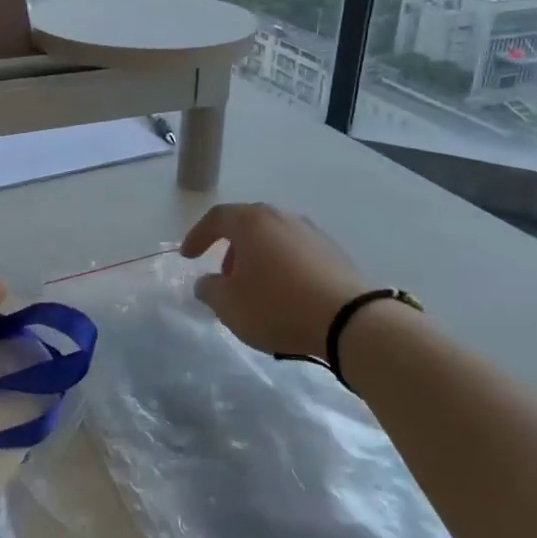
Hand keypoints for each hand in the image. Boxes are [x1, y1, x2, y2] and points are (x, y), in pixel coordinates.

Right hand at [180, 203, 370, 357]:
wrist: (349, 319)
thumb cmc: (277, 306)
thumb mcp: (229, 305)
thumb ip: (209, 290)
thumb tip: (206, 282)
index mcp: (252, 222)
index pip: (216, 218)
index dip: (197, 236)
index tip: (188, 256)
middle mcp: (281, 217)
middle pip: (247, 225)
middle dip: (230, 250)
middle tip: (224, 278)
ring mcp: (311, 232)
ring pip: (273, 239)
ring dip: (257, 259)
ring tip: (255, 290)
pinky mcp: (333, 252)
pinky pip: (296, 253)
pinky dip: (282, 266)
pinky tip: (284, 294)